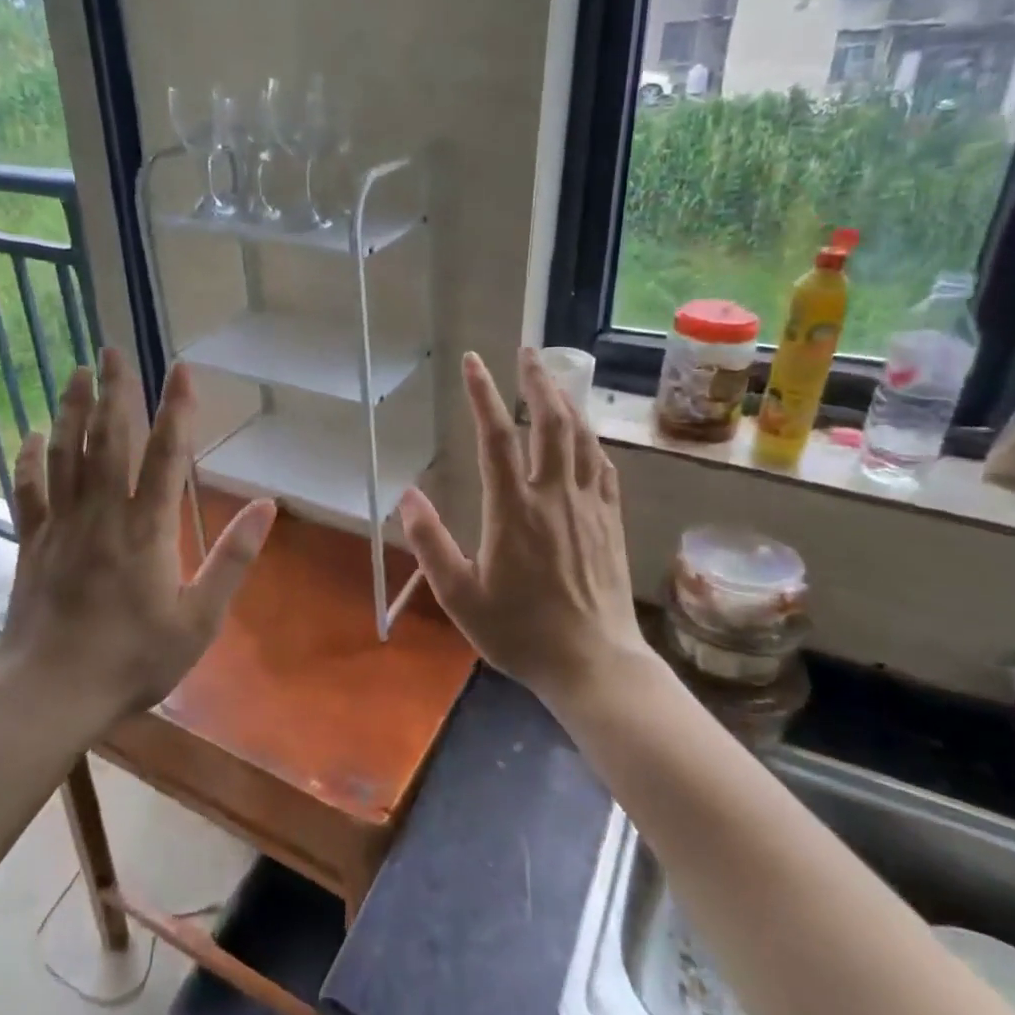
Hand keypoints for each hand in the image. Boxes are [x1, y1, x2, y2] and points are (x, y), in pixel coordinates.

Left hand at [0, 347, 275, 726]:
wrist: (50, 694)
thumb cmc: (133, 659)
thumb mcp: (200, 619)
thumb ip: (233, 559)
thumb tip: (265, 506)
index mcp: (147, 529)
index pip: (166, 455)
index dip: (176, 409)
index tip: (181, 368)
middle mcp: (102, 514)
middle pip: (108, 439)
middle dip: (114, 391)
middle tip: (112, 348)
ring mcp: (61, 525)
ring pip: (65, 454)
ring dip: (71, 409)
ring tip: (76, 372)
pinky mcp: (32, 543)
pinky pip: (28, 490)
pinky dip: (28, 458)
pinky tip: (30, 434)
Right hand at [399, 349, 645, 706]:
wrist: (593, 663)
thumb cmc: (521, 632)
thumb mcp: (460, 597)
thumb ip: (430, 544)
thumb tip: (405, 496)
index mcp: (513, 509)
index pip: (496, 436)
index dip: (482, 394)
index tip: (472, 362)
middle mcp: (554, 495)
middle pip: (549, 422)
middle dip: (536, 381)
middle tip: (526, 351)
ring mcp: (588, 505)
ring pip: (580, 437)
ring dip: (566, 400)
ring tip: (554, 377)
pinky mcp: (610, 520)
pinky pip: (602, 465)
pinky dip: (590, 439)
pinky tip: (584, 434)